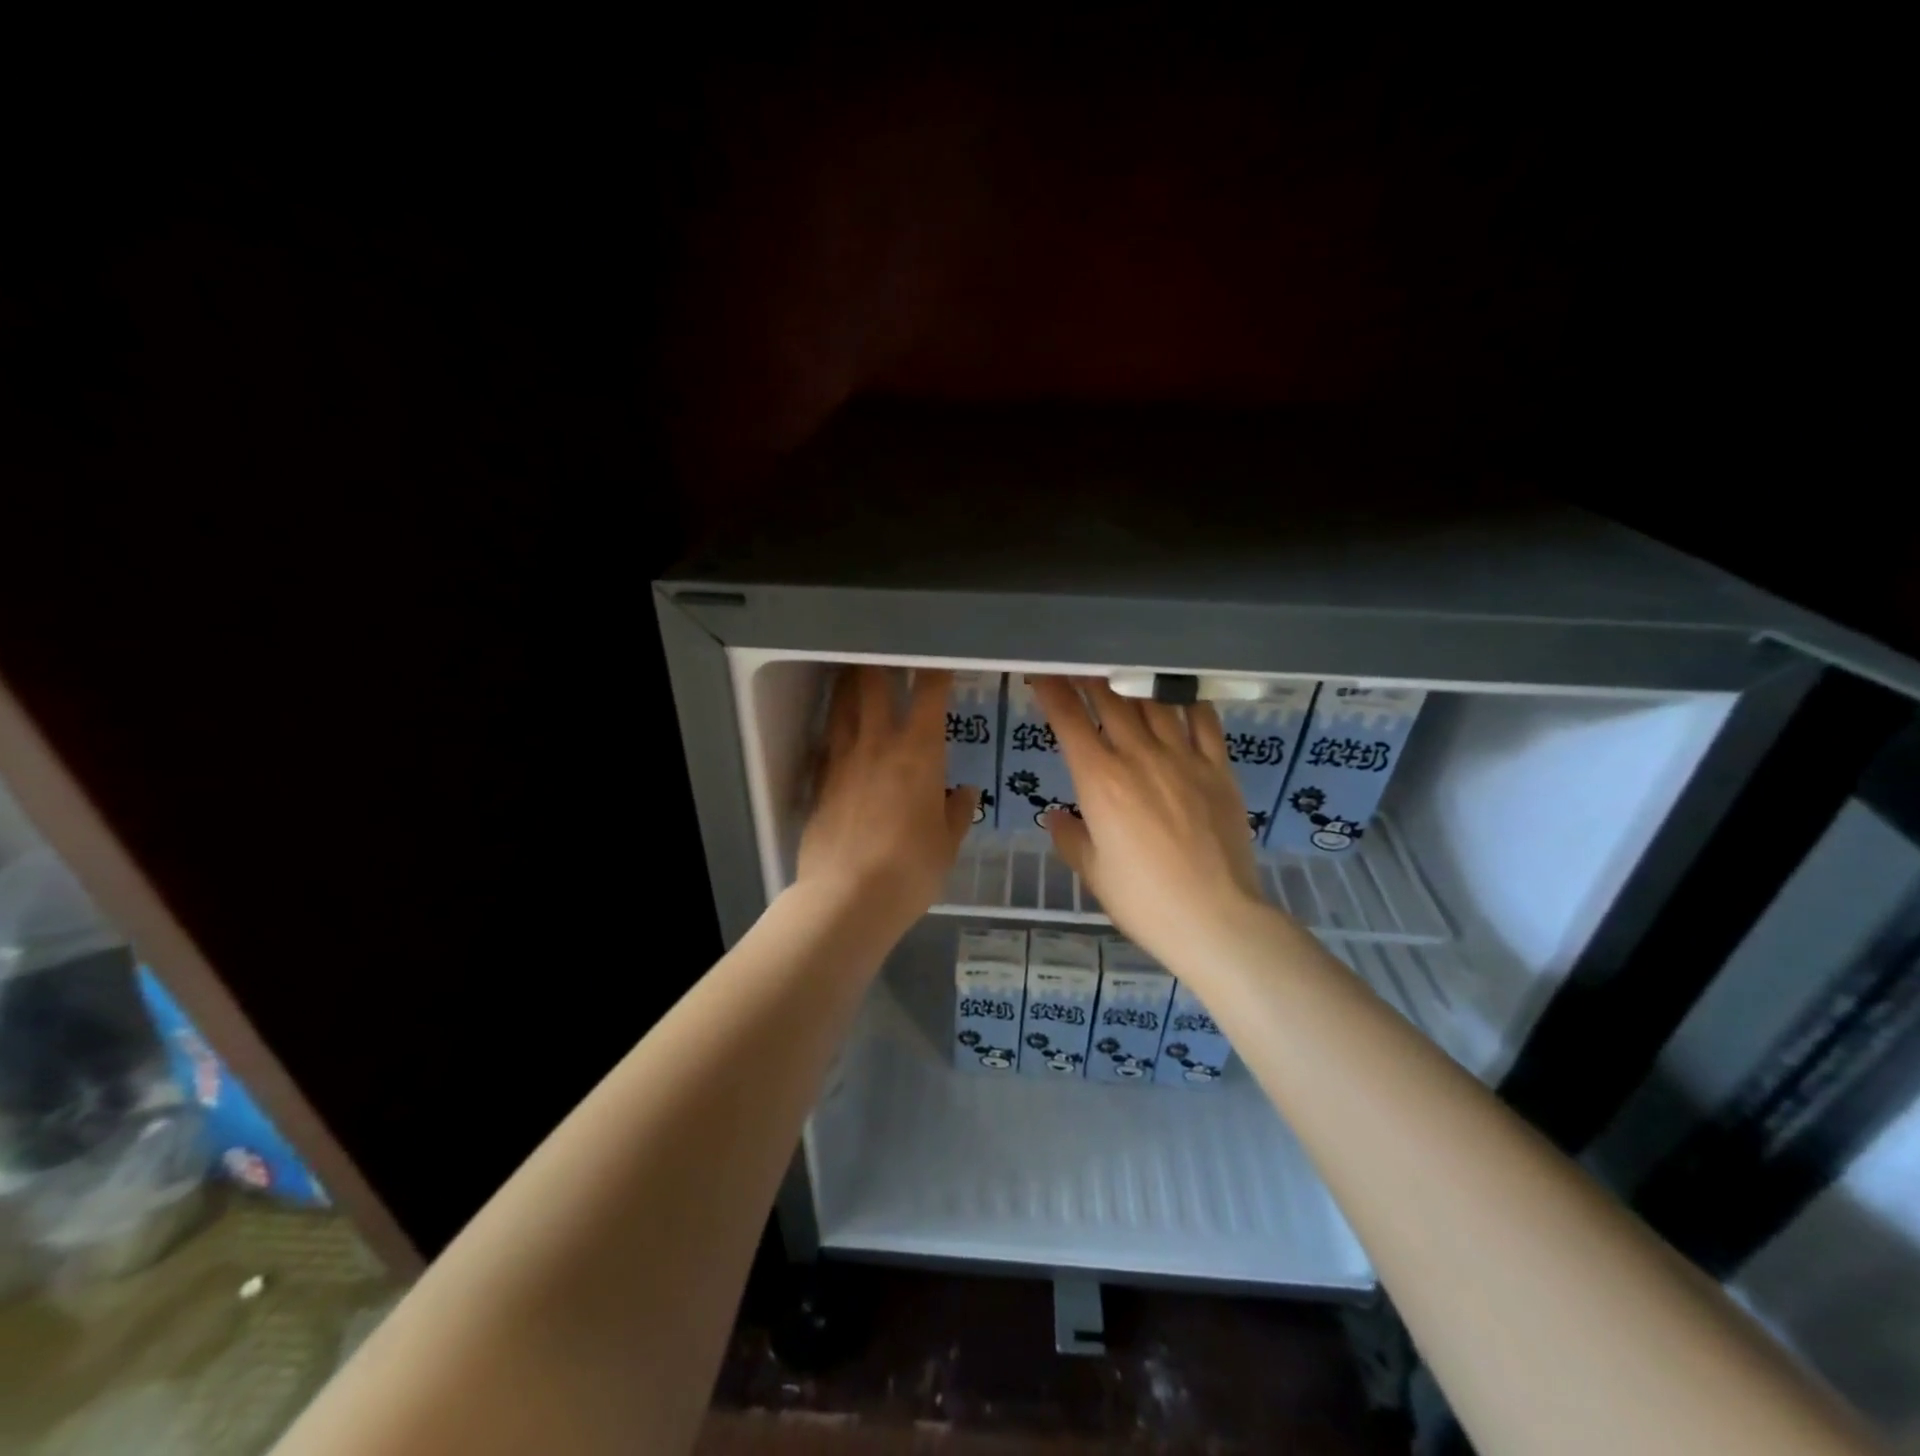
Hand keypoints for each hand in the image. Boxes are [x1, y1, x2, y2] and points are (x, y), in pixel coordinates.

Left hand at [797, 666, 976, 930]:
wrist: (848, 897)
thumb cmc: (911, 869)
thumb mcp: (947, 844)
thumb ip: (957, 812)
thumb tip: (964, 792)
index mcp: (919, 752)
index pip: (930, 693)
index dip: (936, 669)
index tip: (942, 659)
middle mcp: (878, 744)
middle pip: (873, 684)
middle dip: (881, 662)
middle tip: (885, 652)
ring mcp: (843, 760)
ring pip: (842, 705)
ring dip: (848, 684)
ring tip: (852, 672)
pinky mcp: (819, 782)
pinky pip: (826, 742)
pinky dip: (832, 728)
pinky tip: (834, 728)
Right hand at [1032, 676, 1266, 963]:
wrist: (1215, 918)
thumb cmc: (1143, 900)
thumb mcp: (1094, 872)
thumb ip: (1070, 837)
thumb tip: (1055, 816)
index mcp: (1099, 780)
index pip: (1068, 721)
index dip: (1051, 691)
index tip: (1041, 674)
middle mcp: (1139, 756)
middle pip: (1110, 701)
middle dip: (1088, 676)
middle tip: (1077, 663)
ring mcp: (1183, 758)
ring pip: (1153, 703)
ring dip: (1132, 682)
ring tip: (1121, 671)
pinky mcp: (1218, 769)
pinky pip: (1204, 722)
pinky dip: (1188, 702)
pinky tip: (1180, 695)